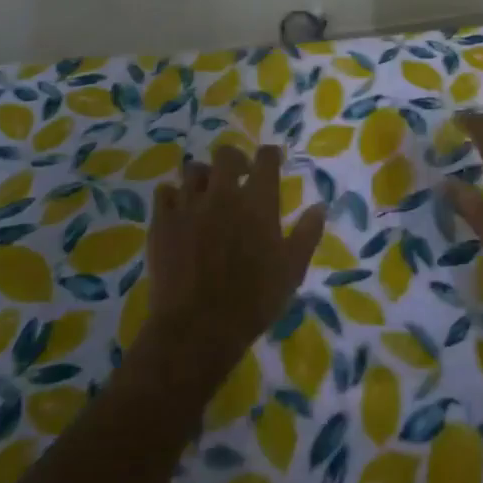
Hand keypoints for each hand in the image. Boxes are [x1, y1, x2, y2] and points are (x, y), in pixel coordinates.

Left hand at [141, 144, 325, 386]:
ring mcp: (188, 204)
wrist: (197, 328)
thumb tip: (320, 206)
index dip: (270, 155)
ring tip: (207, 194)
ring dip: (204, 178)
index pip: (265, 158)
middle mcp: (223, 193)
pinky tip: (179, 210)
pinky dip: (173, 196)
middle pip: (226, 154)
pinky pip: (164, 192)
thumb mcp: (292, 270)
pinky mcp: (162, 221)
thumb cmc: (253, 301)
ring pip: (193, 170)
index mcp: (257, 202)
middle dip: (235, 160)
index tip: (272, 161)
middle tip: (239, 177)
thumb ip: (307, 234)